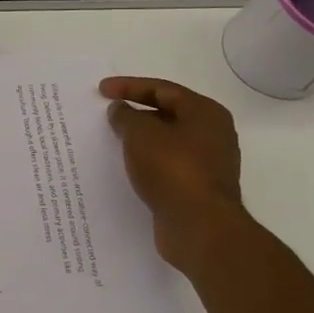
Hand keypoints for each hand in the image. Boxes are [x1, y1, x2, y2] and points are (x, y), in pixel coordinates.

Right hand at [101, 76, 246, 273]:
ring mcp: (208, 163)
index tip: (101, 90)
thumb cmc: (172, 169)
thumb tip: (121, 110)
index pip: (162, 89)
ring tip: (113, 139)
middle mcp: (212, 134)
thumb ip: (127, 117)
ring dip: (141, 138)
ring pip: (167, 141)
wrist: (200, 226)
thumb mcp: (141, 134)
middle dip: (136, 112)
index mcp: (205, 113)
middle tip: (108, 113)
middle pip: (168, 113)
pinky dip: (147, 160)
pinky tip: (128, 167)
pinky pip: (167, 164)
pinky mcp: (197, 188)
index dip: (129, 86)